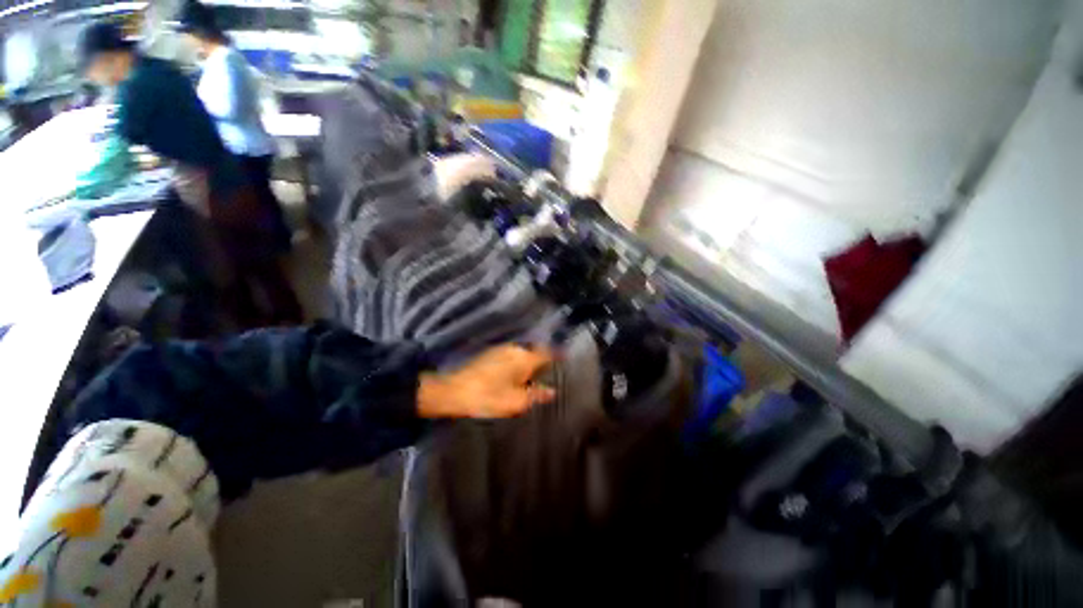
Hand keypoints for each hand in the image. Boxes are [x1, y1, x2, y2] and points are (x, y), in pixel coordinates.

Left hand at [418, 345, 555, 418]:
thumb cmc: (489, 397)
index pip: (548, 352)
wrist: (454, 391)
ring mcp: (502, 349)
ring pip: (523, 353)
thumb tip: (552, 391)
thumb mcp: (517, 401)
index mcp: (525, 358)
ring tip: (533, 375)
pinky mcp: (491, 353)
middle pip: (535, 351)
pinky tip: (514, 374)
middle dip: (543, 359)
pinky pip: (512, 355)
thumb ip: (537, 395)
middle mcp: (516, 349)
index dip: (558, 355)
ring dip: (529, 361)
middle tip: (549, 372)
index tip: (565, 359)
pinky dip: (518, 362)